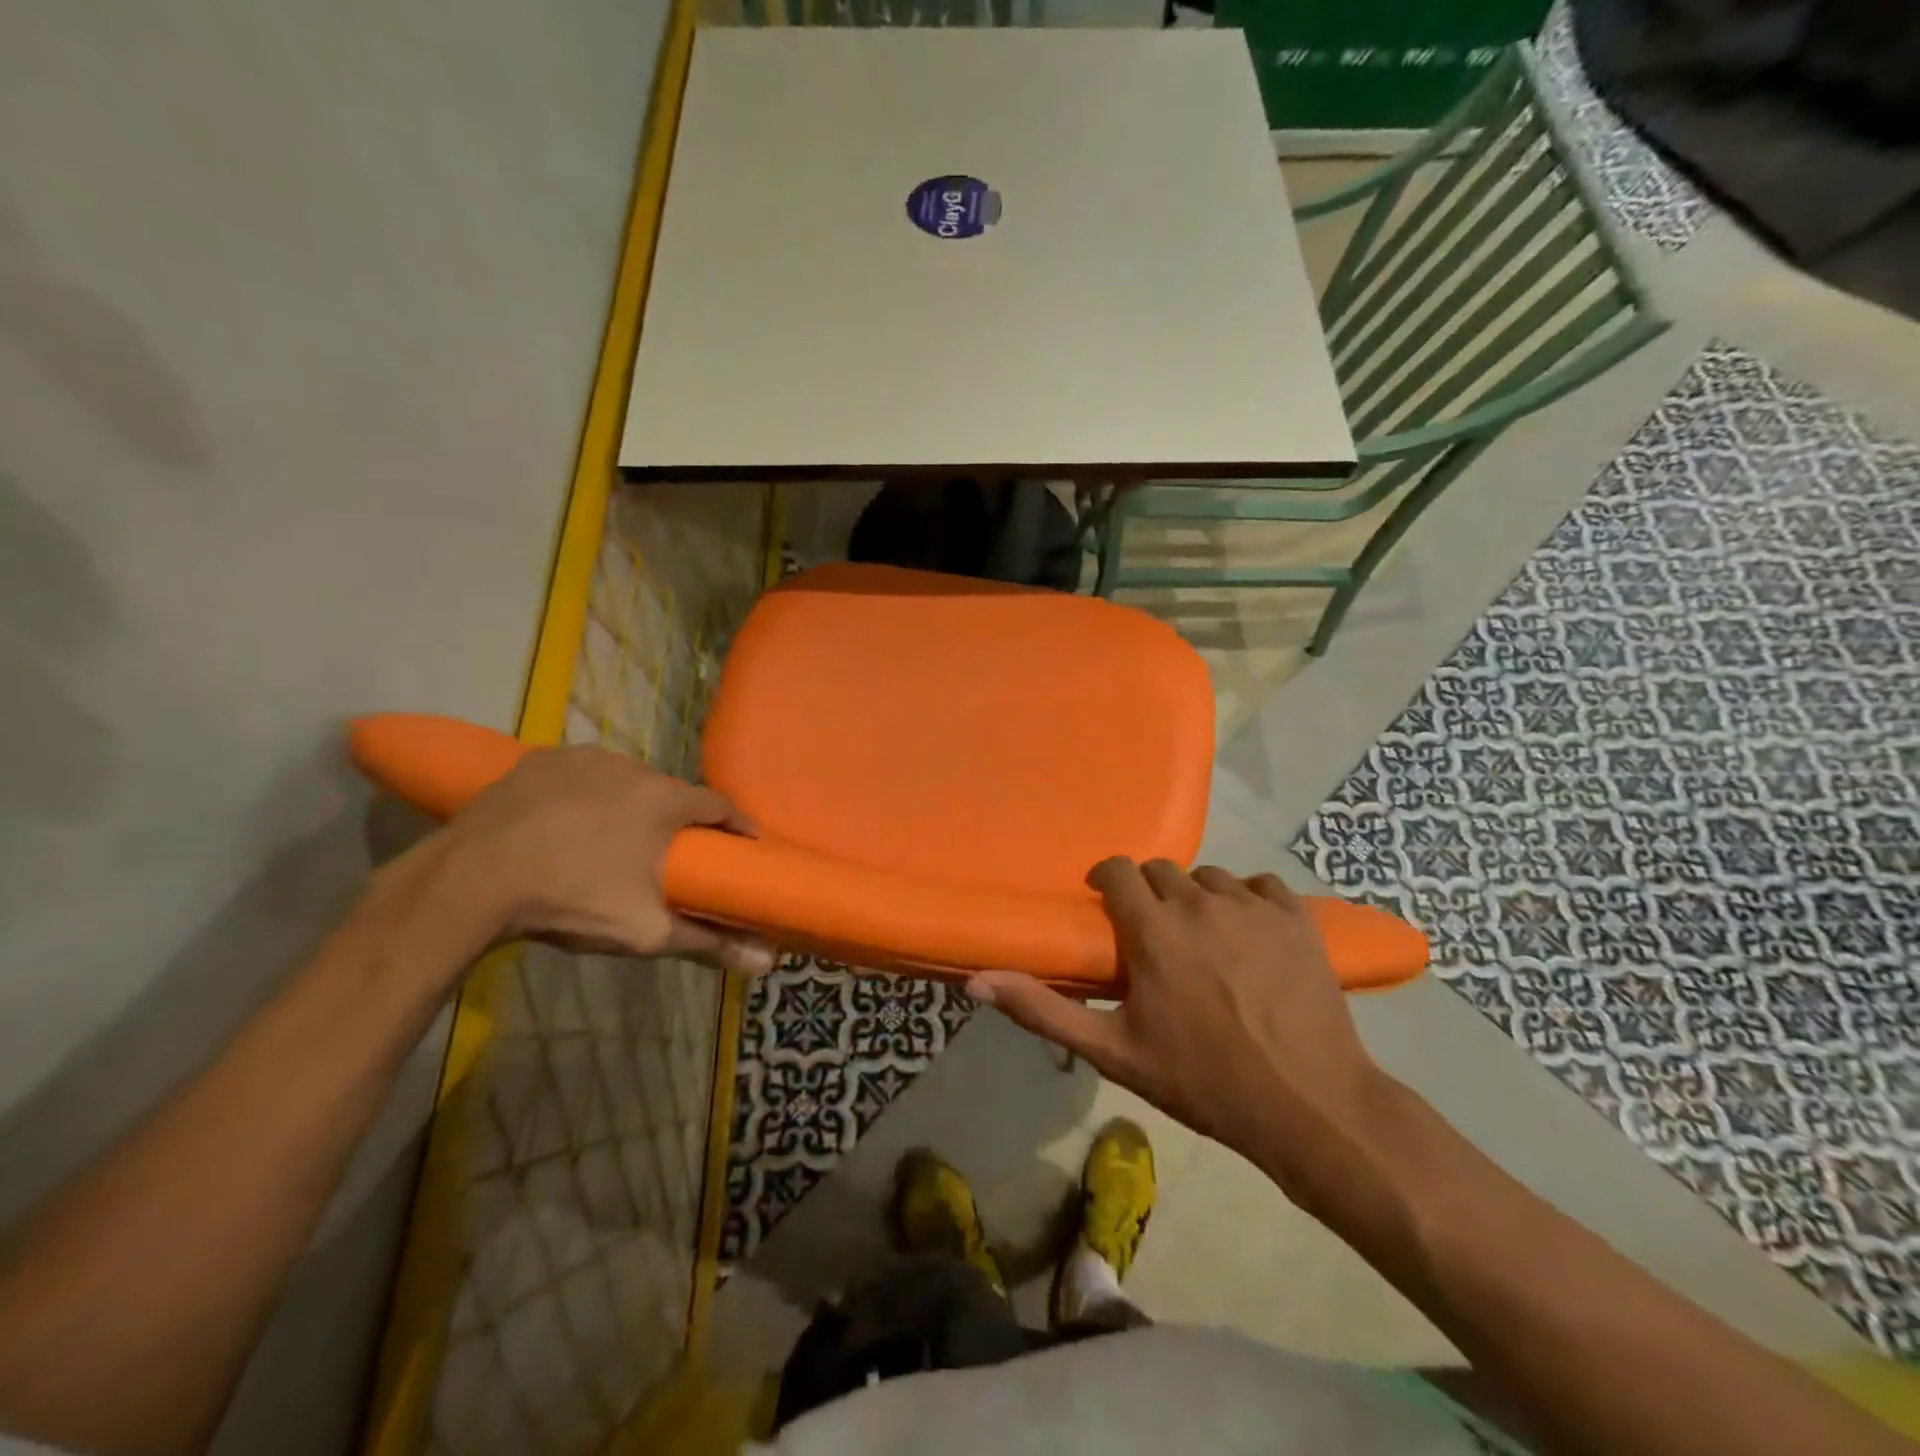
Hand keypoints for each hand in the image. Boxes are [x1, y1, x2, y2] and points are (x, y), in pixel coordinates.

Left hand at [440, 745, 775, 971]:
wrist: (470, 882)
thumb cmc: (572, 901)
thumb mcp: (646, 932)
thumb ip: (710, 943)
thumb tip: (769, 963)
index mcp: (666, 800)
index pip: (720, 806)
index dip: (734, 827)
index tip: (741, 846)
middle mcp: (633, 767)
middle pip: (671, 792)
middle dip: (677, 818)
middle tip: (670, 852)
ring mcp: (584, 757)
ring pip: (624, 780)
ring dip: (630, 803)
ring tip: (616, 838)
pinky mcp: (542, 758)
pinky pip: (581, 774)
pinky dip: (585, 793)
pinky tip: (568, 820)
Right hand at [968, 859, 1390, 1200]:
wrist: (1309, 1106)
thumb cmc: (1203, 1080)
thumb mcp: (1113, 1052)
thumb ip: (1043, 1011)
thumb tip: (977, 982)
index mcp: (1154, 930)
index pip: (1118, 870)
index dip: (1108, 881)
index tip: (1107, 904)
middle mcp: (1200, 903)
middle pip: (1162, 870)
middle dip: (1150, 894)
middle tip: (1154, 935)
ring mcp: (1252, 906)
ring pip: (1210, 877)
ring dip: (1198, 899)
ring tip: (1204, 939)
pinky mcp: (1296, 916)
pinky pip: (1261, 885)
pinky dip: (1249, 900)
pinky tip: (1250, 936)